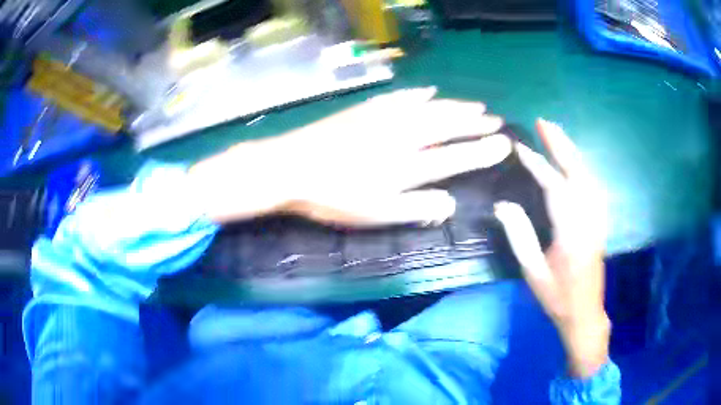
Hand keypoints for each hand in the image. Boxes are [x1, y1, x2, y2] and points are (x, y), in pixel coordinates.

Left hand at [189, 87, 512, 226]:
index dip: (483, 152)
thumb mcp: (377, 215)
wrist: (291, 168)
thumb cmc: (333, 197)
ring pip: (431, 108)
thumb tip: (450, 204)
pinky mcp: (367, 110)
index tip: (505, 144)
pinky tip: (430, 90)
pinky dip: (420, 94)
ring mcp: (385, 118)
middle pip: (449, 126)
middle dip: (476, 123)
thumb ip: (417, 210)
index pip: (457, 157)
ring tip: (476, 105)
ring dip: (456, 106)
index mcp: (409, 166)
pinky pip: (402, 97)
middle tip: (496, 120)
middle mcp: (404, 136)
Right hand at [493, 119, 609, 378]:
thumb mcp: (533, 273)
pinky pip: (594, 186)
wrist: (585, 314)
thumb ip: (520, 237)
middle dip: (561, 145)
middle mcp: (589, 219)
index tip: (519, 148)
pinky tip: (575, 162)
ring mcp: (598, 219)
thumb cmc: (557, 298)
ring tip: (557, 134)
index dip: (537, 165)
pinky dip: (583, 167)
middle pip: (577, 172)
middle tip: (544, 122)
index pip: (554, 188)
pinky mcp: (601, 222)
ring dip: (573, 151)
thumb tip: (503, 205)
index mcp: (571, 233)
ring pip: (589, 176)